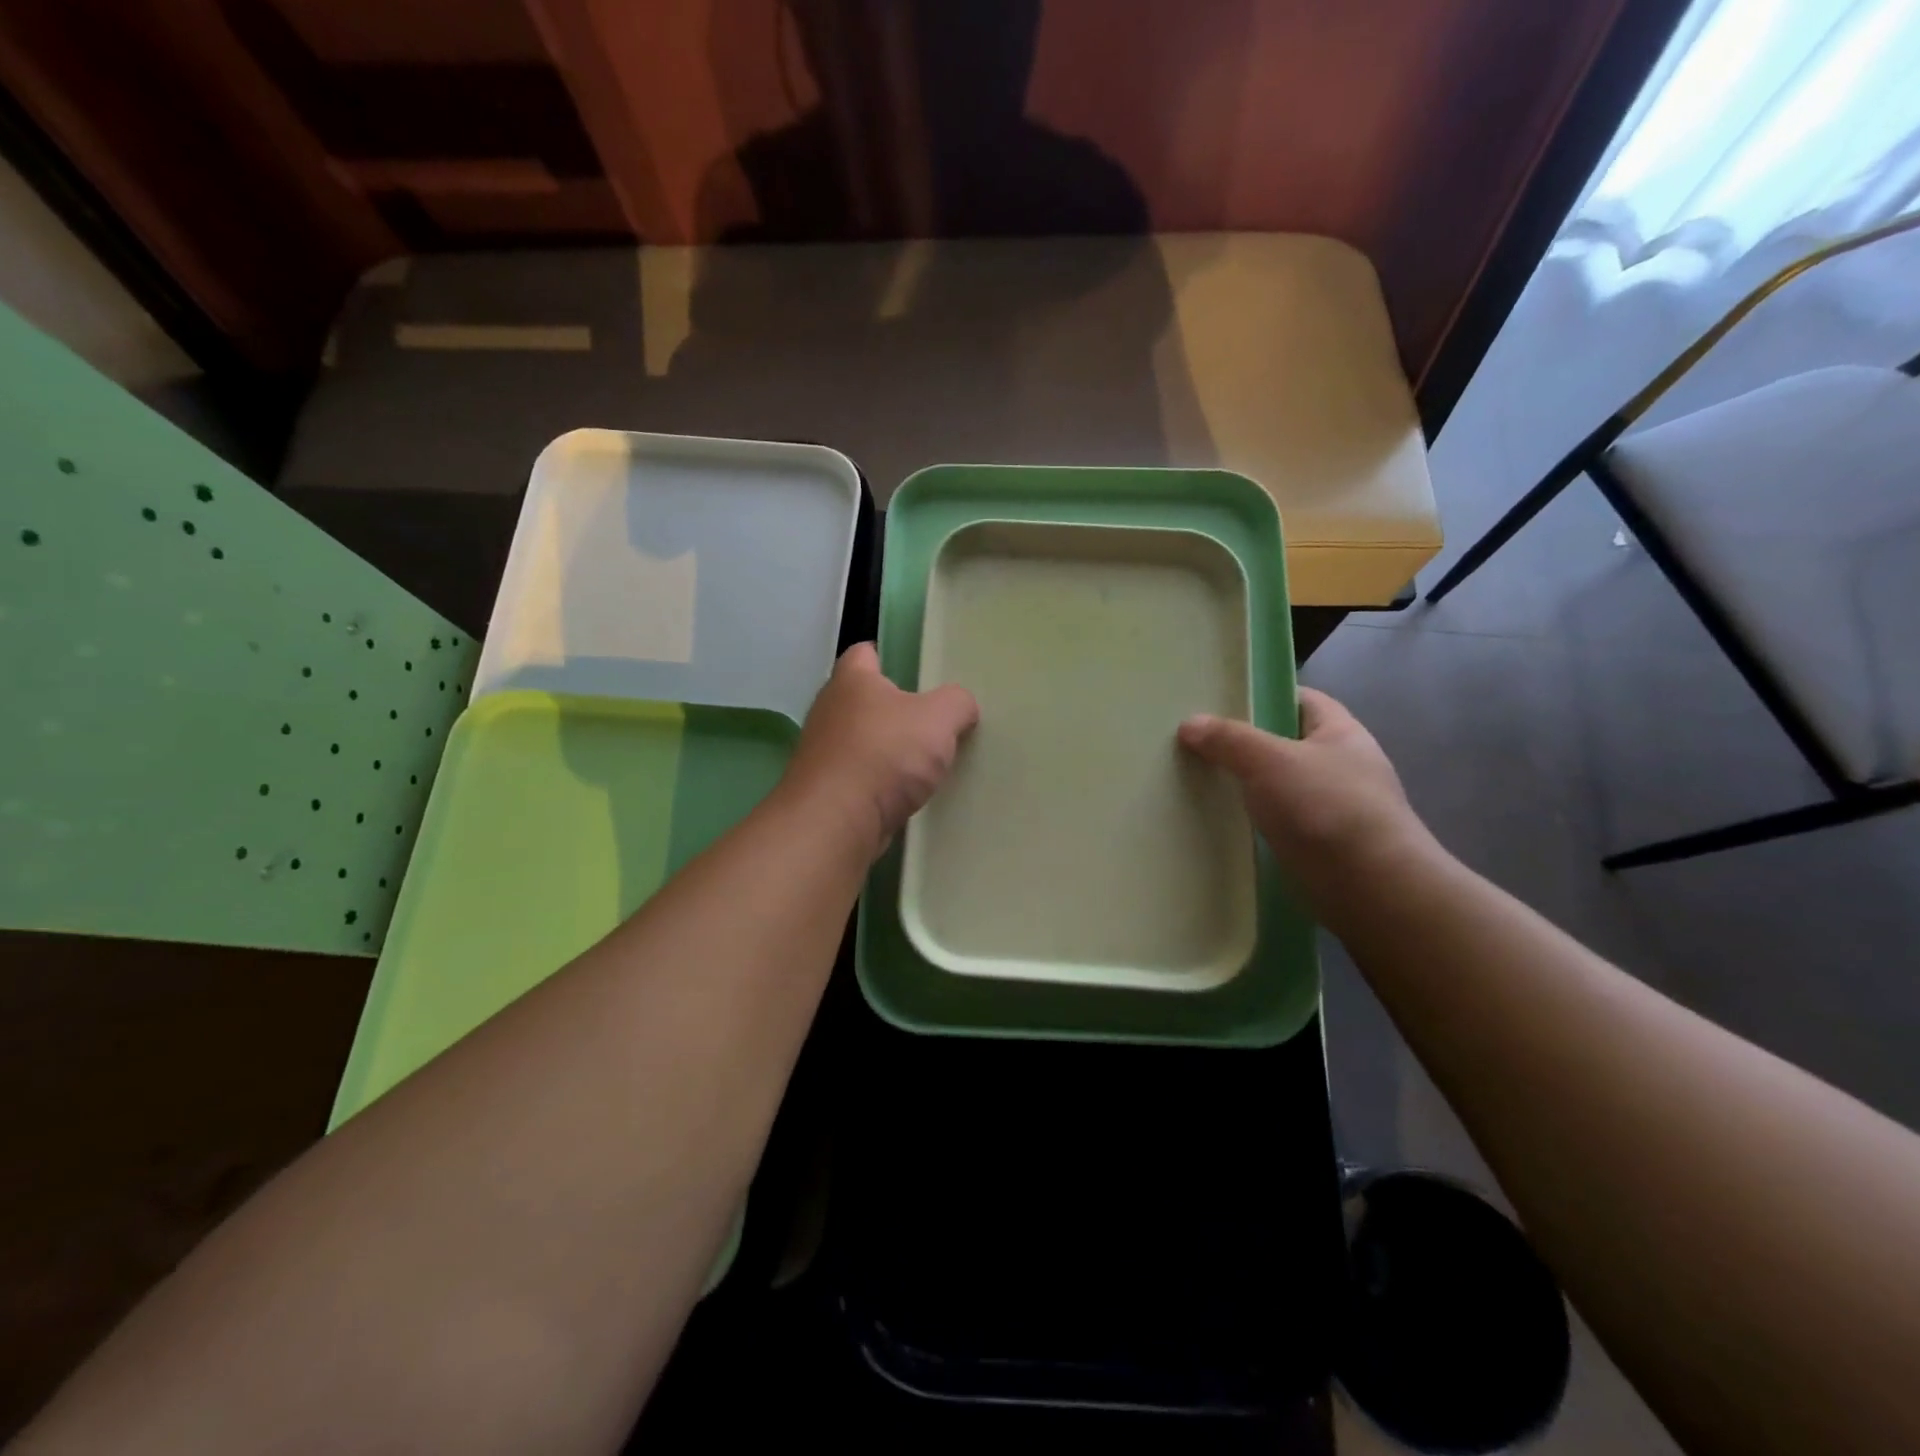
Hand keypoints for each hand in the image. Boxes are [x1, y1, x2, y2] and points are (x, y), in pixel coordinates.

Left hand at [783, 643, 979, 862]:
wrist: (837, 822)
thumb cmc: (885, 754)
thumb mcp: (939, 718)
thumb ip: (957, 703)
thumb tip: (962, 706)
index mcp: (852, 680)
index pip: (865, 652)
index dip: (889, 656)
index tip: (916, 672)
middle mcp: (829, 710)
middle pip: (864, 699)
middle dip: (893, 708)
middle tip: (931, 720)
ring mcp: (822, 753)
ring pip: (861, 741)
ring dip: (886, 750)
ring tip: (924, 762)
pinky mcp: (825, 790)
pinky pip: (858, 778)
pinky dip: (878, 783)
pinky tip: (904, 795)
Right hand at [1178, 688, 1436, 912]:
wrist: (1371, 889)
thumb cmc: (1326, 809)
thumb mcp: (1270, 761)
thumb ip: (1228, 739)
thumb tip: (1189, 723)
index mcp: (1340, 732)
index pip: (1300, 700)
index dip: (1263, 696)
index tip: (1218, 703)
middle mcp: (1341, 766)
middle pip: (1285, 743)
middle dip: (1244, 744)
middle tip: (1196, 744)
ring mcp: (1334, 808)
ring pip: (1279, 786)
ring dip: (1246, 787)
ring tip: (1199, 783)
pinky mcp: (1322, 846)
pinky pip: (1279, 822)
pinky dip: (1254, 822)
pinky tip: (1222, 825)